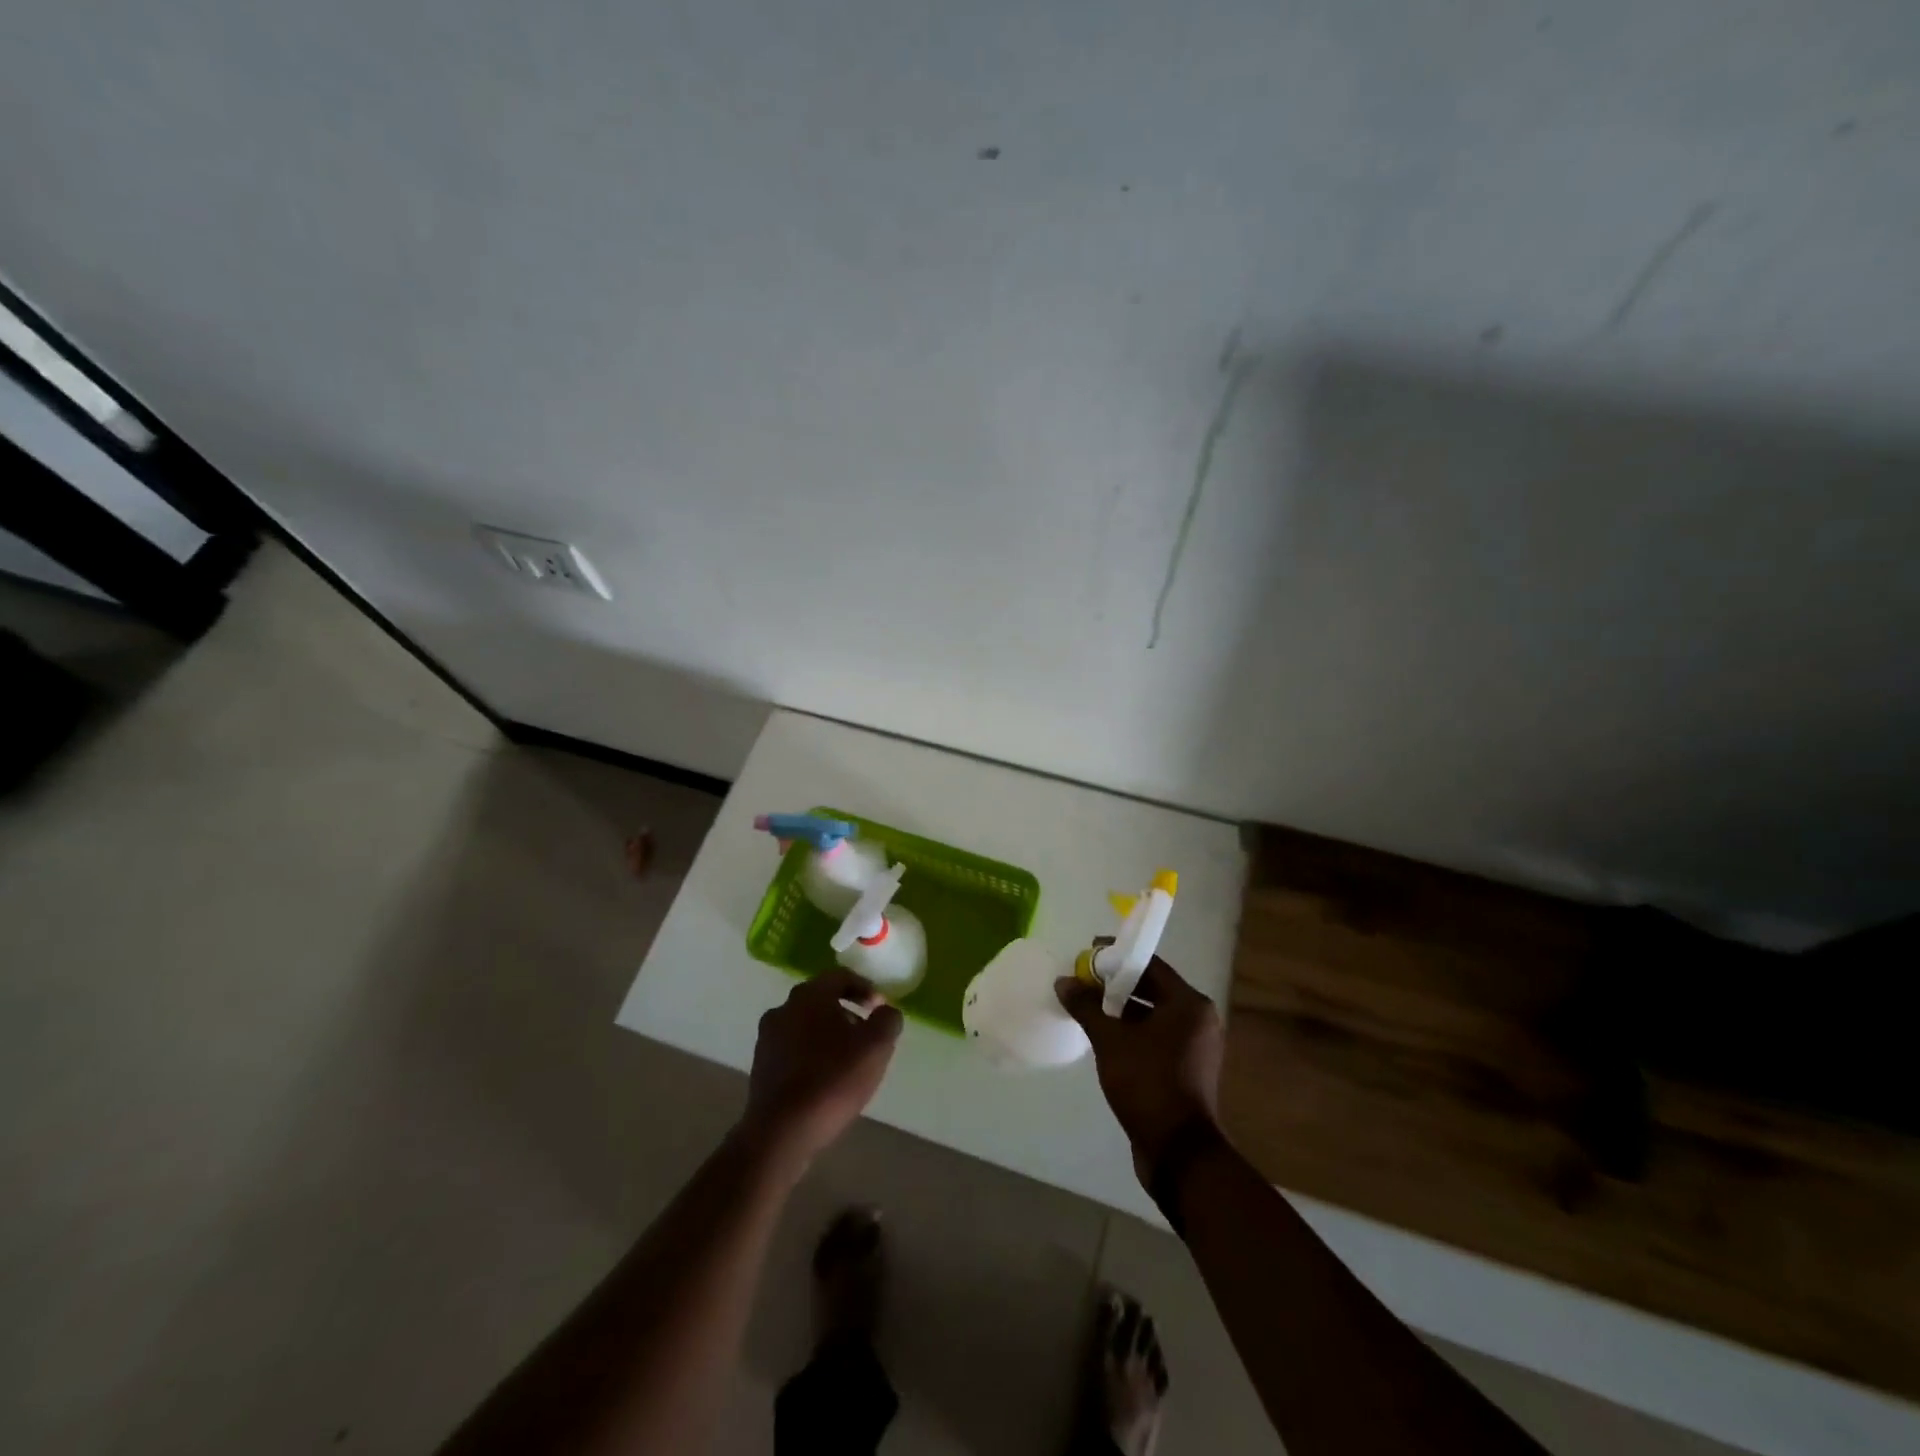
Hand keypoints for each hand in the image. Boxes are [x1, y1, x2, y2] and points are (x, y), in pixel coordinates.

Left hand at [739, 968, 903, 1172]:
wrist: (781, 1132)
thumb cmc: (832, 1080)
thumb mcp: (876, 1047)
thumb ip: (888, 1020)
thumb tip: (886, 1011)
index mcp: (809, 995)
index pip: (840, 977)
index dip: (865, 988)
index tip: (880, 1008)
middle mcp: (783, 1008)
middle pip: (821, 999)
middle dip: (847, 1011)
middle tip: (867, 1033)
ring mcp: (767, 1038)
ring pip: (805, 1024)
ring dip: (828, 1033)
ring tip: (848, 1059)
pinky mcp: (761, 1066)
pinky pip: (793, 1048)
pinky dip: (811, 1053)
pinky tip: (825, 1078)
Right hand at [1056, 957, 1223, 1184]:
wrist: (1178, 1152)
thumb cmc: (1148, 1083)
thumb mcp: (1110, 1041)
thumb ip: (1087, 1006)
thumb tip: (1064, 981)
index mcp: (1189, 1004)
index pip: (1150, 964)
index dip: (1117, 956)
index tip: (1088, 953)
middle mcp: (1197, 1020)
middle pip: (1152, 988)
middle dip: (1116, 984)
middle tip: (1083, 980)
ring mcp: (1194, 1047)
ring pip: (1152, 1015)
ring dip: (1121, 1009)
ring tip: (1087, 1006)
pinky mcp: (1186, 1069)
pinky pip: (1155, 1037)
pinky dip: (1132, 1031)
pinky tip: (1104, 1036)